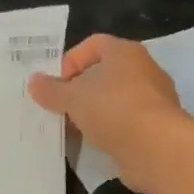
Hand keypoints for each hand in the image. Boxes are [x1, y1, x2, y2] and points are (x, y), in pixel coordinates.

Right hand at [27, 35, 192, 193]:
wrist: (158, 149)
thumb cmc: (113, 109)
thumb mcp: (73, 98)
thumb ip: (52, 90)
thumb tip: (34, 81)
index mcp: (125, 52)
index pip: (93, 44)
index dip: (71, 61)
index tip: (57, 85)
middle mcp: (144, 69)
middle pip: (105, 73)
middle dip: (81, 90)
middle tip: (61, 108)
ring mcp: (154, 99)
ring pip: (116, 99)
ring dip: (95, 112)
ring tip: (74, 129)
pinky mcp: (158, 127)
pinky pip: (127, 123)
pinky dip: (111, 131)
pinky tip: (95, 144)